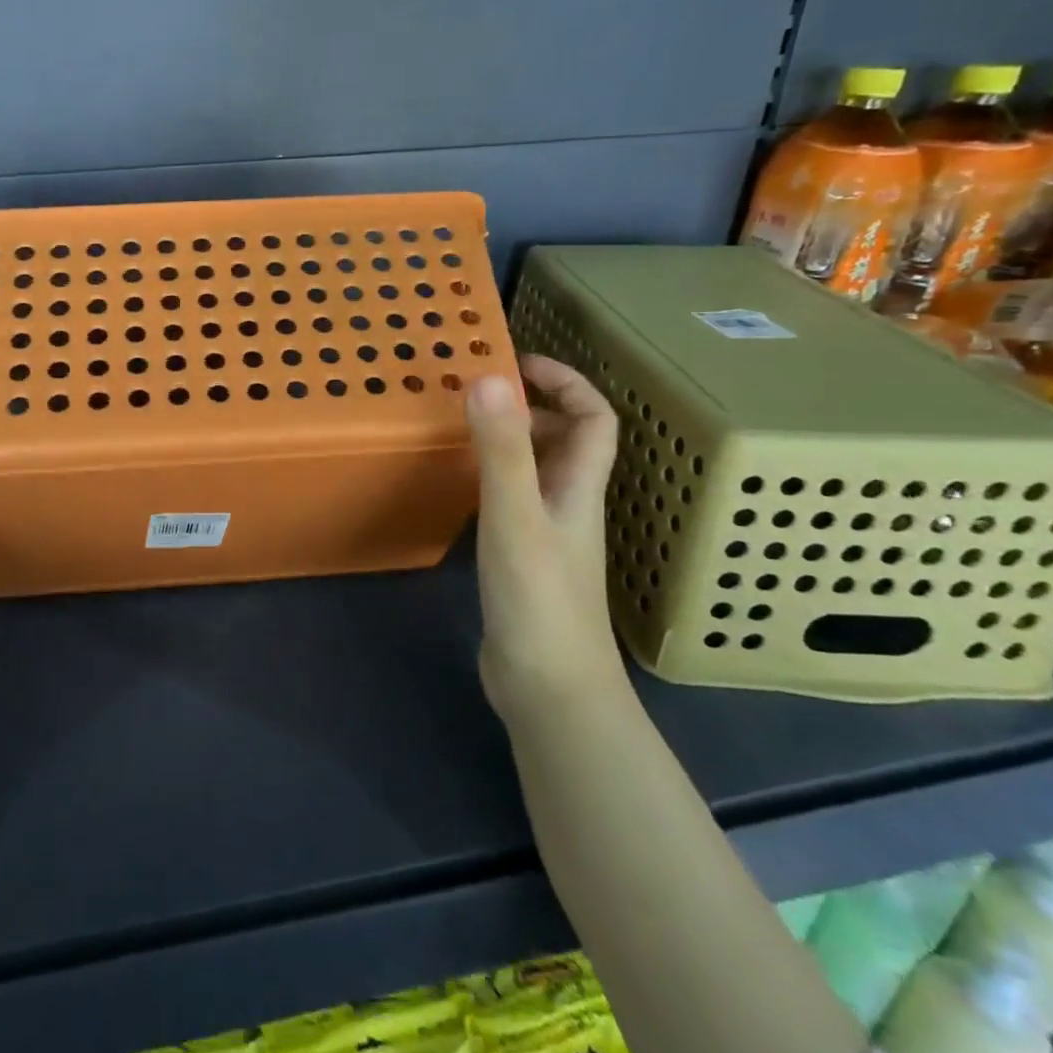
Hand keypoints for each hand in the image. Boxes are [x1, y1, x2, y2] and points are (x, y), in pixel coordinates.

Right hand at [465, 355, 623, 721]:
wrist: (550, 689)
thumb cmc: (538, 599)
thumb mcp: (514, 516)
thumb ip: (503, 449)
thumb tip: (489, 377)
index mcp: (578, 488)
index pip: (594, 418)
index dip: (565, 382)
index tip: (516, 362)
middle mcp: (569, 504)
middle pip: (566, 441)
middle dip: (530, 406)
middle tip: (477, 394)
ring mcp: (547, 535)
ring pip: (537, 470)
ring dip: (508, 441)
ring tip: (461, 427)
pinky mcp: (523, 560)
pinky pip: (512, 499)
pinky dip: (490, 478)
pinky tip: (458, 484)